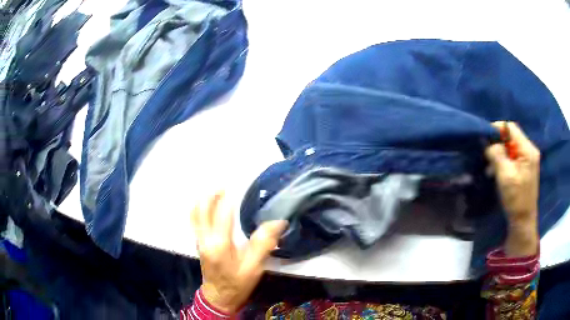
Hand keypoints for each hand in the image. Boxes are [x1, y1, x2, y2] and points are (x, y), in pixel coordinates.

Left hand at [191, 192, 287, 313]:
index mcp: (219, 243)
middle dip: (212, 193)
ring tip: (216, 190)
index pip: (222, 213)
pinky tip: (206, 205)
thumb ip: (264, 244)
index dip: (229, 197)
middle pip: (202, 208)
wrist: (219, 297)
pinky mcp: (198, 243)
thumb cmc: (237, 283)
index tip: (238, 183)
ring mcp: (199, 240)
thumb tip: (278, 222)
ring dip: (204, 199)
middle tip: (225, 184)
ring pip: (195, 213)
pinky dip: (199, 208)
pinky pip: (194, 220)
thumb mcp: (254, 267)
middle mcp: (205, 238)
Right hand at [485, 122, 539, 256]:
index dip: (497, 129)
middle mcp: (530, 150)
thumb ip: (497, 155)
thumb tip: (489, 143)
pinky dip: (504, 161)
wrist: (523, 221)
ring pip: (511, 147)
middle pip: (511, 137)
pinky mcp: (526, 167)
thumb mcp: (505, 176)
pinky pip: (513, 157)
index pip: (511, 128)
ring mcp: (528, 159)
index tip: (485, 138)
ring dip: (500, 154)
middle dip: (498, 144)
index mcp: (527, 150)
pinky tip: (497, 172)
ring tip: (490, 167)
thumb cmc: (516, 199)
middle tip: (487, 155)